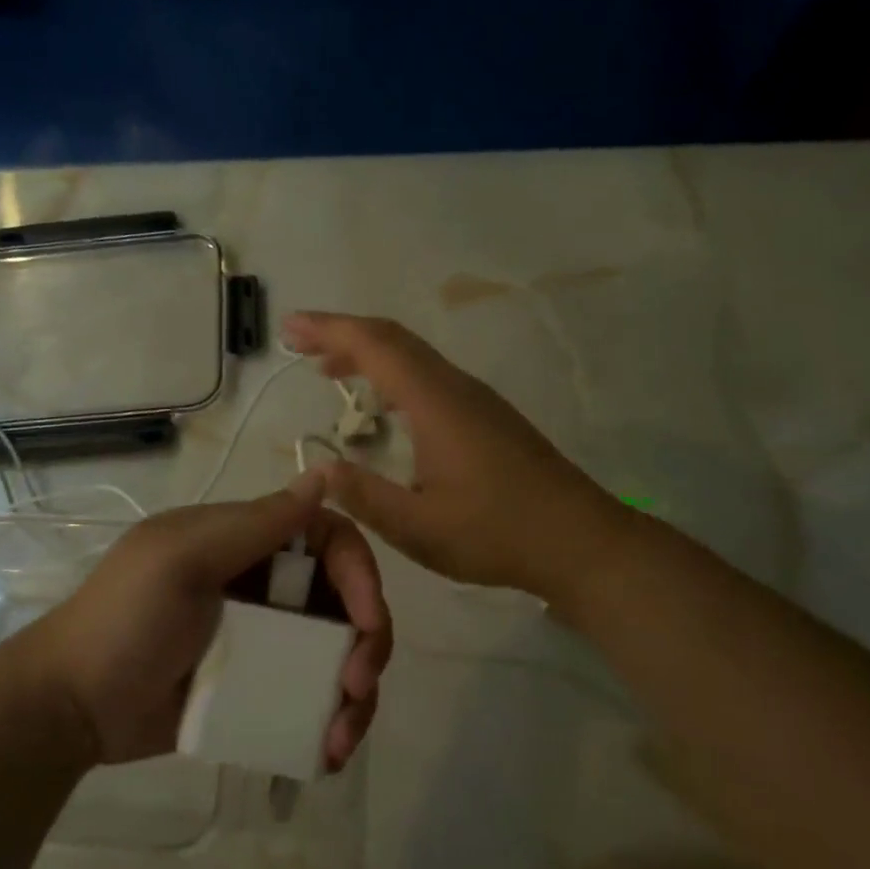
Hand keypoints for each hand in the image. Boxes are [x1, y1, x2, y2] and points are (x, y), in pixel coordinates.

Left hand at [27, 471, 392, 767]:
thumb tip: (324, 474)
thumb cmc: (123, 621)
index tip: (367, 621)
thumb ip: (255, 523)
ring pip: (337, 654)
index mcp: (247, 543)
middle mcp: (265, 586)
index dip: (360, 574)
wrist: (70, 707)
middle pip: (345, 601)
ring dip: (356, 694)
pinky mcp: (258, 690)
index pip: (329, 540)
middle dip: (368, 642)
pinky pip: (312, 697)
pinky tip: (326, 752)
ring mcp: (264, 641)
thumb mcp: (182, 560)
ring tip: (340, 739)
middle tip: (357, 687)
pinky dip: (331, 721)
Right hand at [282, 312, 629, 600]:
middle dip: (342, 333)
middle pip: (393, 340)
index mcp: (436, 403)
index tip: (290, 328)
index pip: (376, 346)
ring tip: (326, 370)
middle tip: (298, 341)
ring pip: (413, 356)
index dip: (329, 329)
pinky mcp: (485, 415)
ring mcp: (475, 398)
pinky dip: (392, 374)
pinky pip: (428, 376)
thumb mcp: (419, 528)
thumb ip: (364, 496)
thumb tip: (317, 467)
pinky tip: (381, 403)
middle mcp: (455, 387)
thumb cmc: (497, 534)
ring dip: (367, 353)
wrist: (579, 540)